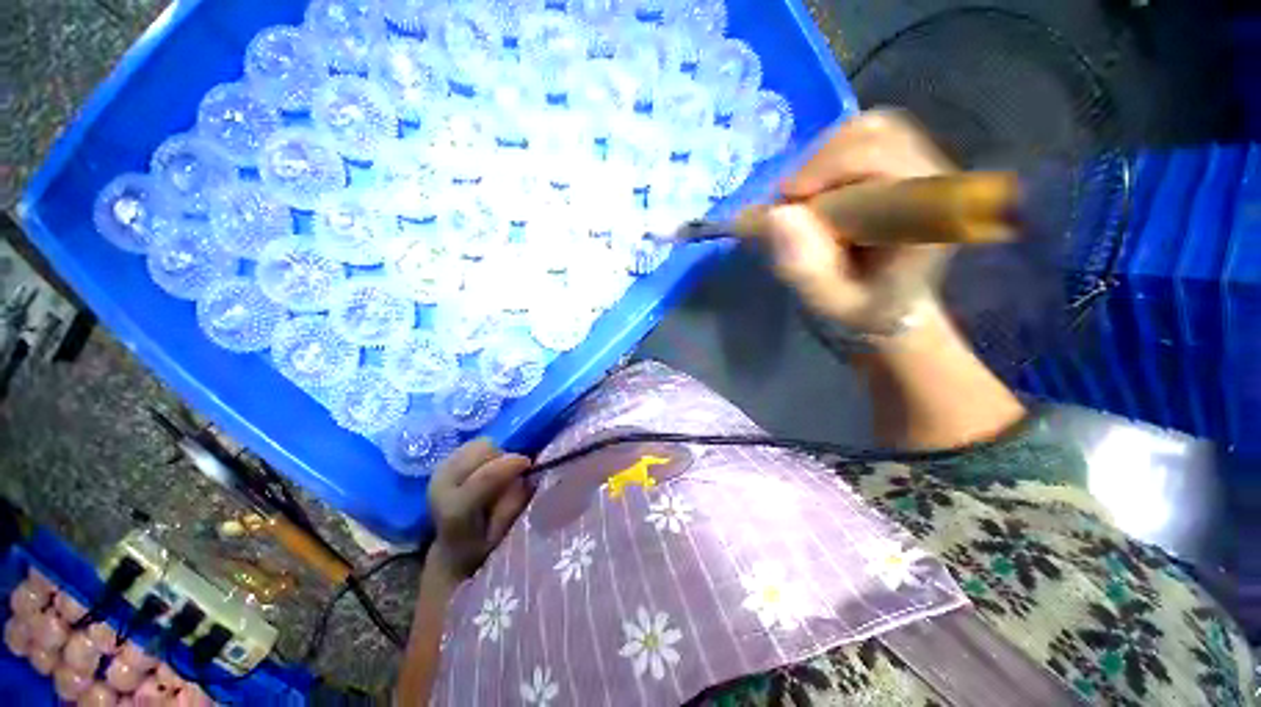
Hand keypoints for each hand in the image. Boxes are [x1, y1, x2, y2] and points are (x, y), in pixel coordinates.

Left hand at [427, 439, 532, 581]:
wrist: (451, 550)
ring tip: (499, 472)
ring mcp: (440, 470)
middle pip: (481, 450)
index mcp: (456, 509)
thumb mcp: (502, 536)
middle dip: (502, 456)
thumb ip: (514, 505)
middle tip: (512, 473)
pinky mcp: (443, 462)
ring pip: (478, 443)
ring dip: (495, 453)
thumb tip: (528, 477)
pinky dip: (487, 453)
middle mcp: (442, 483)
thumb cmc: (482, 547)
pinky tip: (487, 469)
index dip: (512, 464)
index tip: (530, 464)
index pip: (485, 476)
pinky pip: (474, 444)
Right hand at [761, 110, 956, 335]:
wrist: (889, 304)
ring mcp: (925, 166)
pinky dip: (830, 157)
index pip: (885, 158)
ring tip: (802, 199)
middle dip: (819, 165)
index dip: (828, 168)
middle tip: (789, 202)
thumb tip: (776, 216)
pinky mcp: (908, 163)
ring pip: (870, 129)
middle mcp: (935, 180)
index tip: (786, 200)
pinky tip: (818, 190)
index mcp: (929, 215)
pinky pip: (866, 137)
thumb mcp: (829, 302)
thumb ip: (805, 269)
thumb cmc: (862, 308)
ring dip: (822, 160)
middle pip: (877, 133)